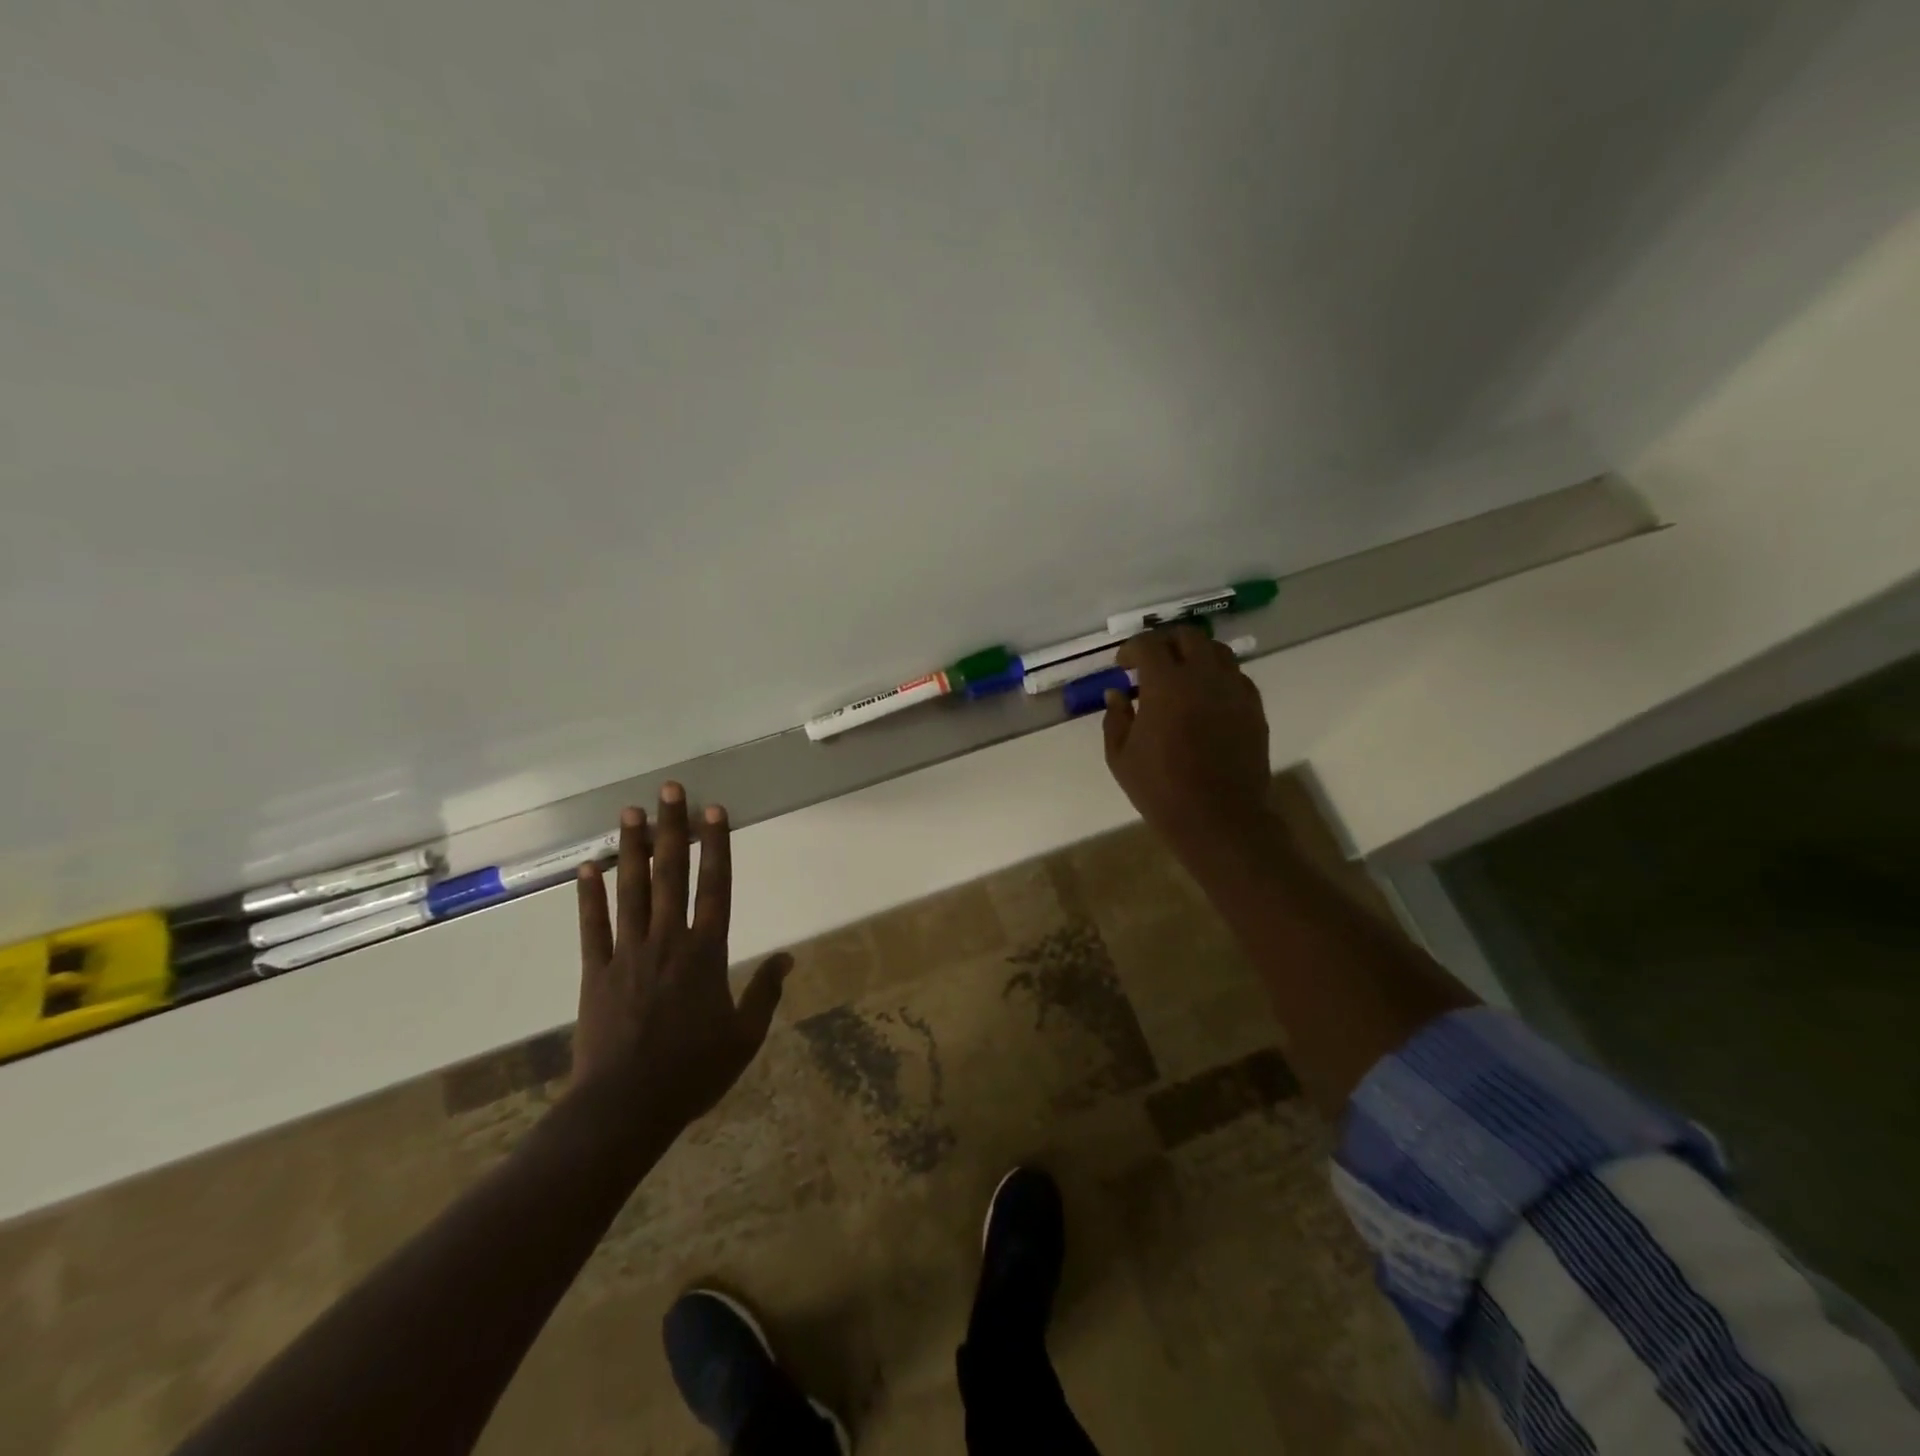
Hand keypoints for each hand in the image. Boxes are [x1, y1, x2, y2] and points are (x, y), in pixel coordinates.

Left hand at [571, 784, 791, 1130]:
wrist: (624, 1108)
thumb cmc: (692, 1072)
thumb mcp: (744, 1037)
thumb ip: (766, 993)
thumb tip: (789, 958)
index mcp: (707, 953)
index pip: (715, 887)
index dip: (716, 846)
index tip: (714, 811)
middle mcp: (668, 941)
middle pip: (672, 875)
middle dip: (673, 829)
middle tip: (669, 790)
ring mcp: (628, 954)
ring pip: (632, 890)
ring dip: (632, 849)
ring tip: (630, 812)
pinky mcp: (596, 972)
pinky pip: (593, 926)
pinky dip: (589, 896)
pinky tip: (588, 867)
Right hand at [1102, 626, 1276, 866]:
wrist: (1219, 819)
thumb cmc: (1161, 790)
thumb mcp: (1120, 757)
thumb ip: (1115, 718)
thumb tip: (1117, 694)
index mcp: (1166, 685)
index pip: (1149, 645)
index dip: (1132, 649)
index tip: (1123, 665)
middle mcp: (1204, 677)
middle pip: (1187, 636)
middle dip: (1165, 643)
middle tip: (1151, 663)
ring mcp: (1234, 690)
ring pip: (1217, 651)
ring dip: (1194, 655)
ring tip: (1181, 676)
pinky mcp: (1253, 707)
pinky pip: (1236, 676)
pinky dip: (1217, 676)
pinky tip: (1205, 698)